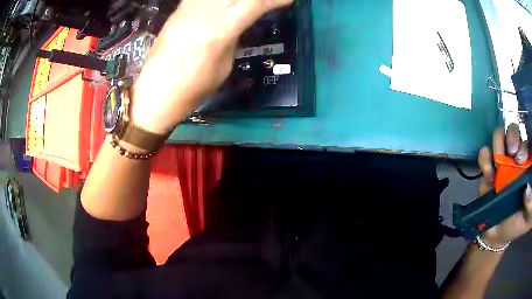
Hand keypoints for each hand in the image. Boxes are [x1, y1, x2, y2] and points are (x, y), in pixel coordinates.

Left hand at [131, 0, 292, 133]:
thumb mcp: (223, 67)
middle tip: (265, 2)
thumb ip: (232, 40)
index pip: (255, 4)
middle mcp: (205, 13)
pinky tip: (220, 5)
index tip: (288, 0)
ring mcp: (188, 9)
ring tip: (242, 6)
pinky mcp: (177, 11)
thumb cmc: (192, 88)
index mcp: (221, 30)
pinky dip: (215, 0)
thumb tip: (236, 26)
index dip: (275, 0)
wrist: (155, 93)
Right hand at [477, 124, 531, 247]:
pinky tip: (488, 174)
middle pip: (513, 131)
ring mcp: (501, 163)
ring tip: (497, 165)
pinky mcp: (488, 172)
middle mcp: (515, 158)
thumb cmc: (517, 224)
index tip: (520, 160)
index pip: (527, 144)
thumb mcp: (527, 216)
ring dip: (497, 146)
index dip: (524, 145)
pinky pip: (484, 154)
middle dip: (512, 137)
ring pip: (499, 137)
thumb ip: (530, 203)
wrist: (497, 236)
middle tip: (511, 153)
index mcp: (527, 165)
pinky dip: (484, 159)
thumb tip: (528, 189)